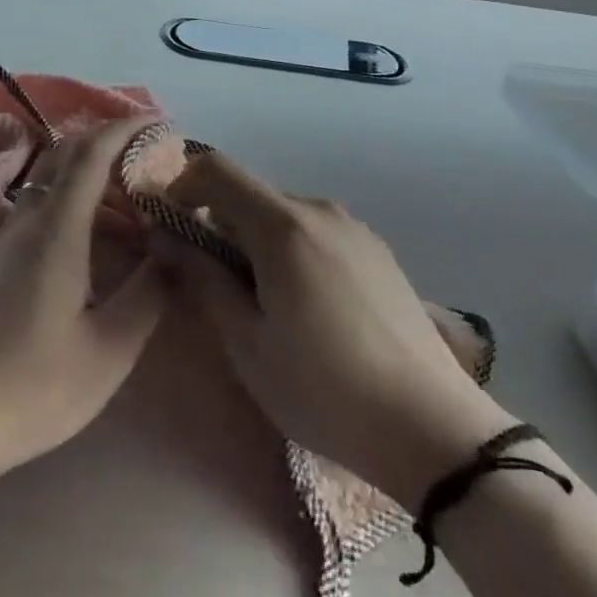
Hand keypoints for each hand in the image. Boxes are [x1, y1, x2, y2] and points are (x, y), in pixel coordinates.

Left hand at [0, 119, 169, 486]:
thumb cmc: (32, 389)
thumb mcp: (108, 351)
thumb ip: (149, 294)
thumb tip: (177, 250)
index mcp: (55, 232)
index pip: (90, 154)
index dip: (124, 129)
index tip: (158, 122)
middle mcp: (26, 220)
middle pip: (66, 155)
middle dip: (110, 141)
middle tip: (151, 156)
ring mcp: (4, 238)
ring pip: (51, 180)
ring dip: (91, 171)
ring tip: (132, 197)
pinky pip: (40, 205)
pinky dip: (74, 197)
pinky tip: (95, 236)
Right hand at [158, 151, 512, 511]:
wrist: (433, 428)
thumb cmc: (324, 389)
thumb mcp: (247, 343)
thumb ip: (202, 277)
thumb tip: (163, 234)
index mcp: (283, 224)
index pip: (216, 168)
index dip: (182, 186)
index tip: (171, 230)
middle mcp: (319, 209)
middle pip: (250, 195)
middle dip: (219, 226)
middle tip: (216, 287)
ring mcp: (355, 228)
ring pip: (283, 216)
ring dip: (257, 243)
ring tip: (266, 307)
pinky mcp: (378, 251)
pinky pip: (317, 233)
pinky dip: (293, 252)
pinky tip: (310, 310)